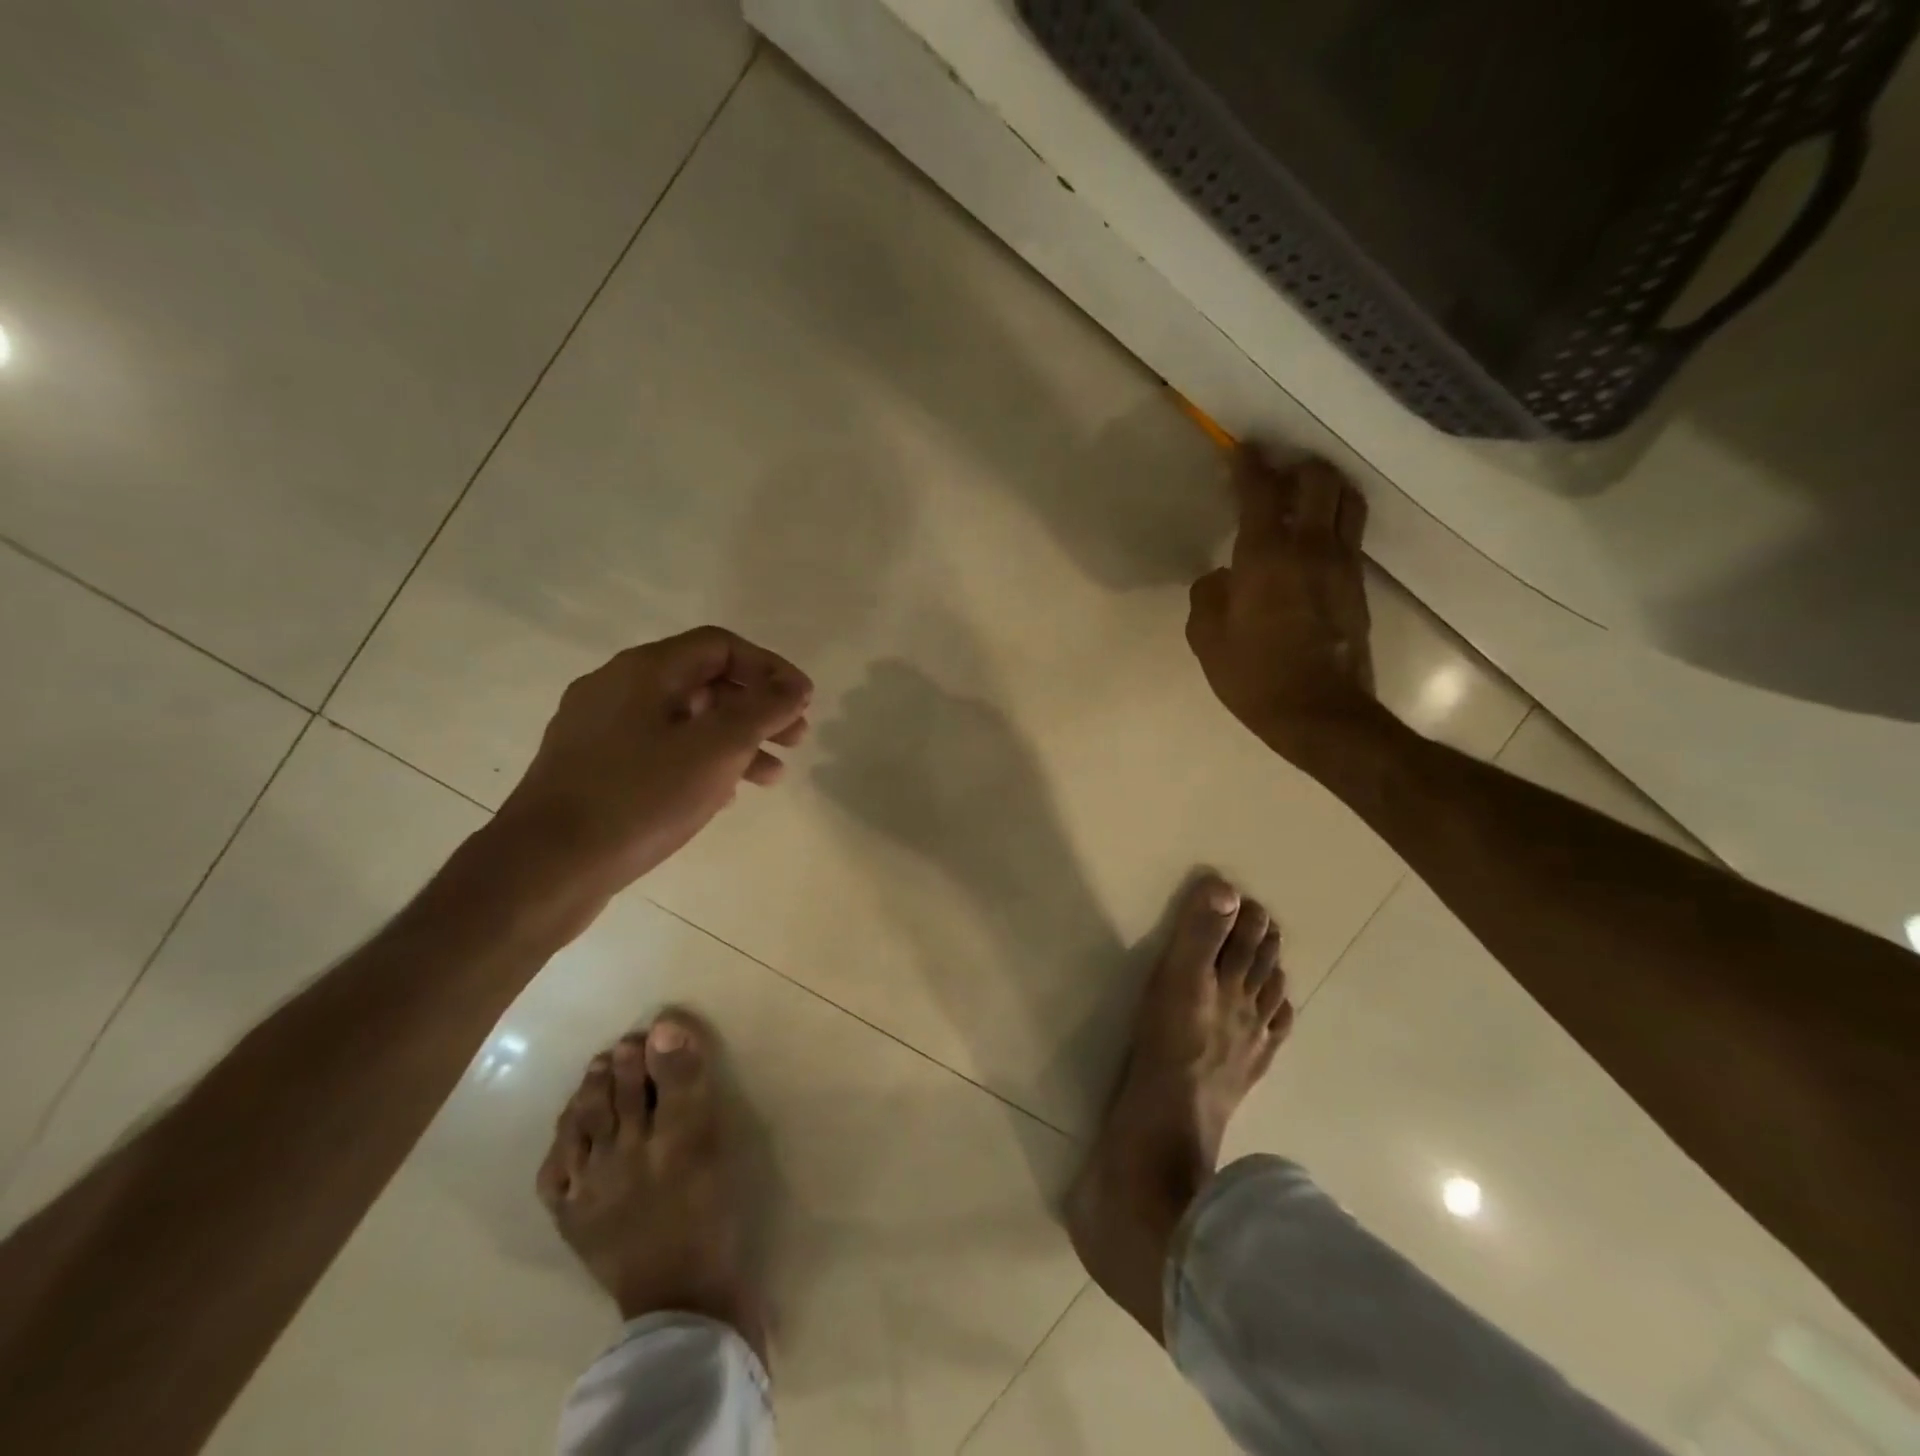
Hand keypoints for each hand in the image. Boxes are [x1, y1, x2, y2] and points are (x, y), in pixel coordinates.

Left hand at [491, 627, 811, 910]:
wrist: (543, 869)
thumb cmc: (638, 799)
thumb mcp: (715, 750)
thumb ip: (762, 711)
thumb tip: (795, 686)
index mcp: (644, 670)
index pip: (722, 646)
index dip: (771, 669)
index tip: (803, 703)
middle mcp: (618, 688)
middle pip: (704, 681)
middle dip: (757, 707)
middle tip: (795, 740)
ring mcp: (599, 728)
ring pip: (683, 719)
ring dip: (733, 740)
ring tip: (771, 777)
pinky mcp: (591, 767)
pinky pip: (659, 749)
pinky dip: (699, 761)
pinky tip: (722, 794)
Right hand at [1186, 450, 1376, 770]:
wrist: (1320, 714)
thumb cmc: (1254, 676)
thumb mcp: (1207, 640)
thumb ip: (1207, 598)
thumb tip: (1220, 578)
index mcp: (1267, 556)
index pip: (1261, 492)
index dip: (1250, 465)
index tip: (1242, 448)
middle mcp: (1312, 547)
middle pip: (1319, 481)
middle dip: (1298, 466)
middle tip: (1276, 472)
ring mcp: (1343, 564)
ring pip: (1346, 501)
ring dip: (1325, 488)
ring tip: (1303, 495)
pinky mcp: (1358, 586)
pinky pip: (1350, 534)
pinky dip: (1333, 520)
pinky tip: (1314, 538)